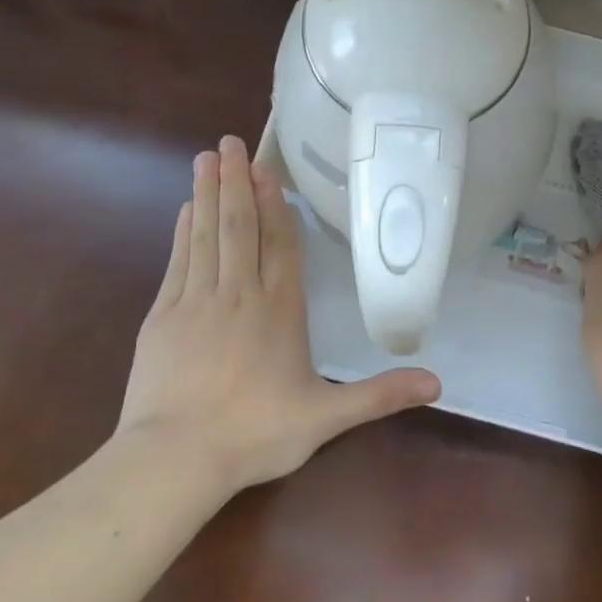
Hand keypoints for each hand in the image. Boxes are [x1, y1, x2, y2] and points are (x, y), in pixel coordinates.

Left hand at [118, 135, 440, 491]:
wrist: (175, 459)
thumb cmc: (255, 434)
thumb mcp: (326, 418)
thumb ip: (380, 396)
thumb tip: (438, 382)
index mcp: (279, 310)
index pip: (281, 246)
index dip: (275, 206)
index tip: (265, 171)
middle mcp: (239, 294)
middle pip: (240, 227)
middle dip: (236, 183)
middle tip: (230, 142)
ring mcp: (197, 301)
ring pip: (208, 235)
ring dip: (208, 194)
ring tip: (207, 157)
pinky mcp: (163, 316)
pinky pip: (179, 261)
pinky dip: (184, 231)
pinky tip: (186, 210)